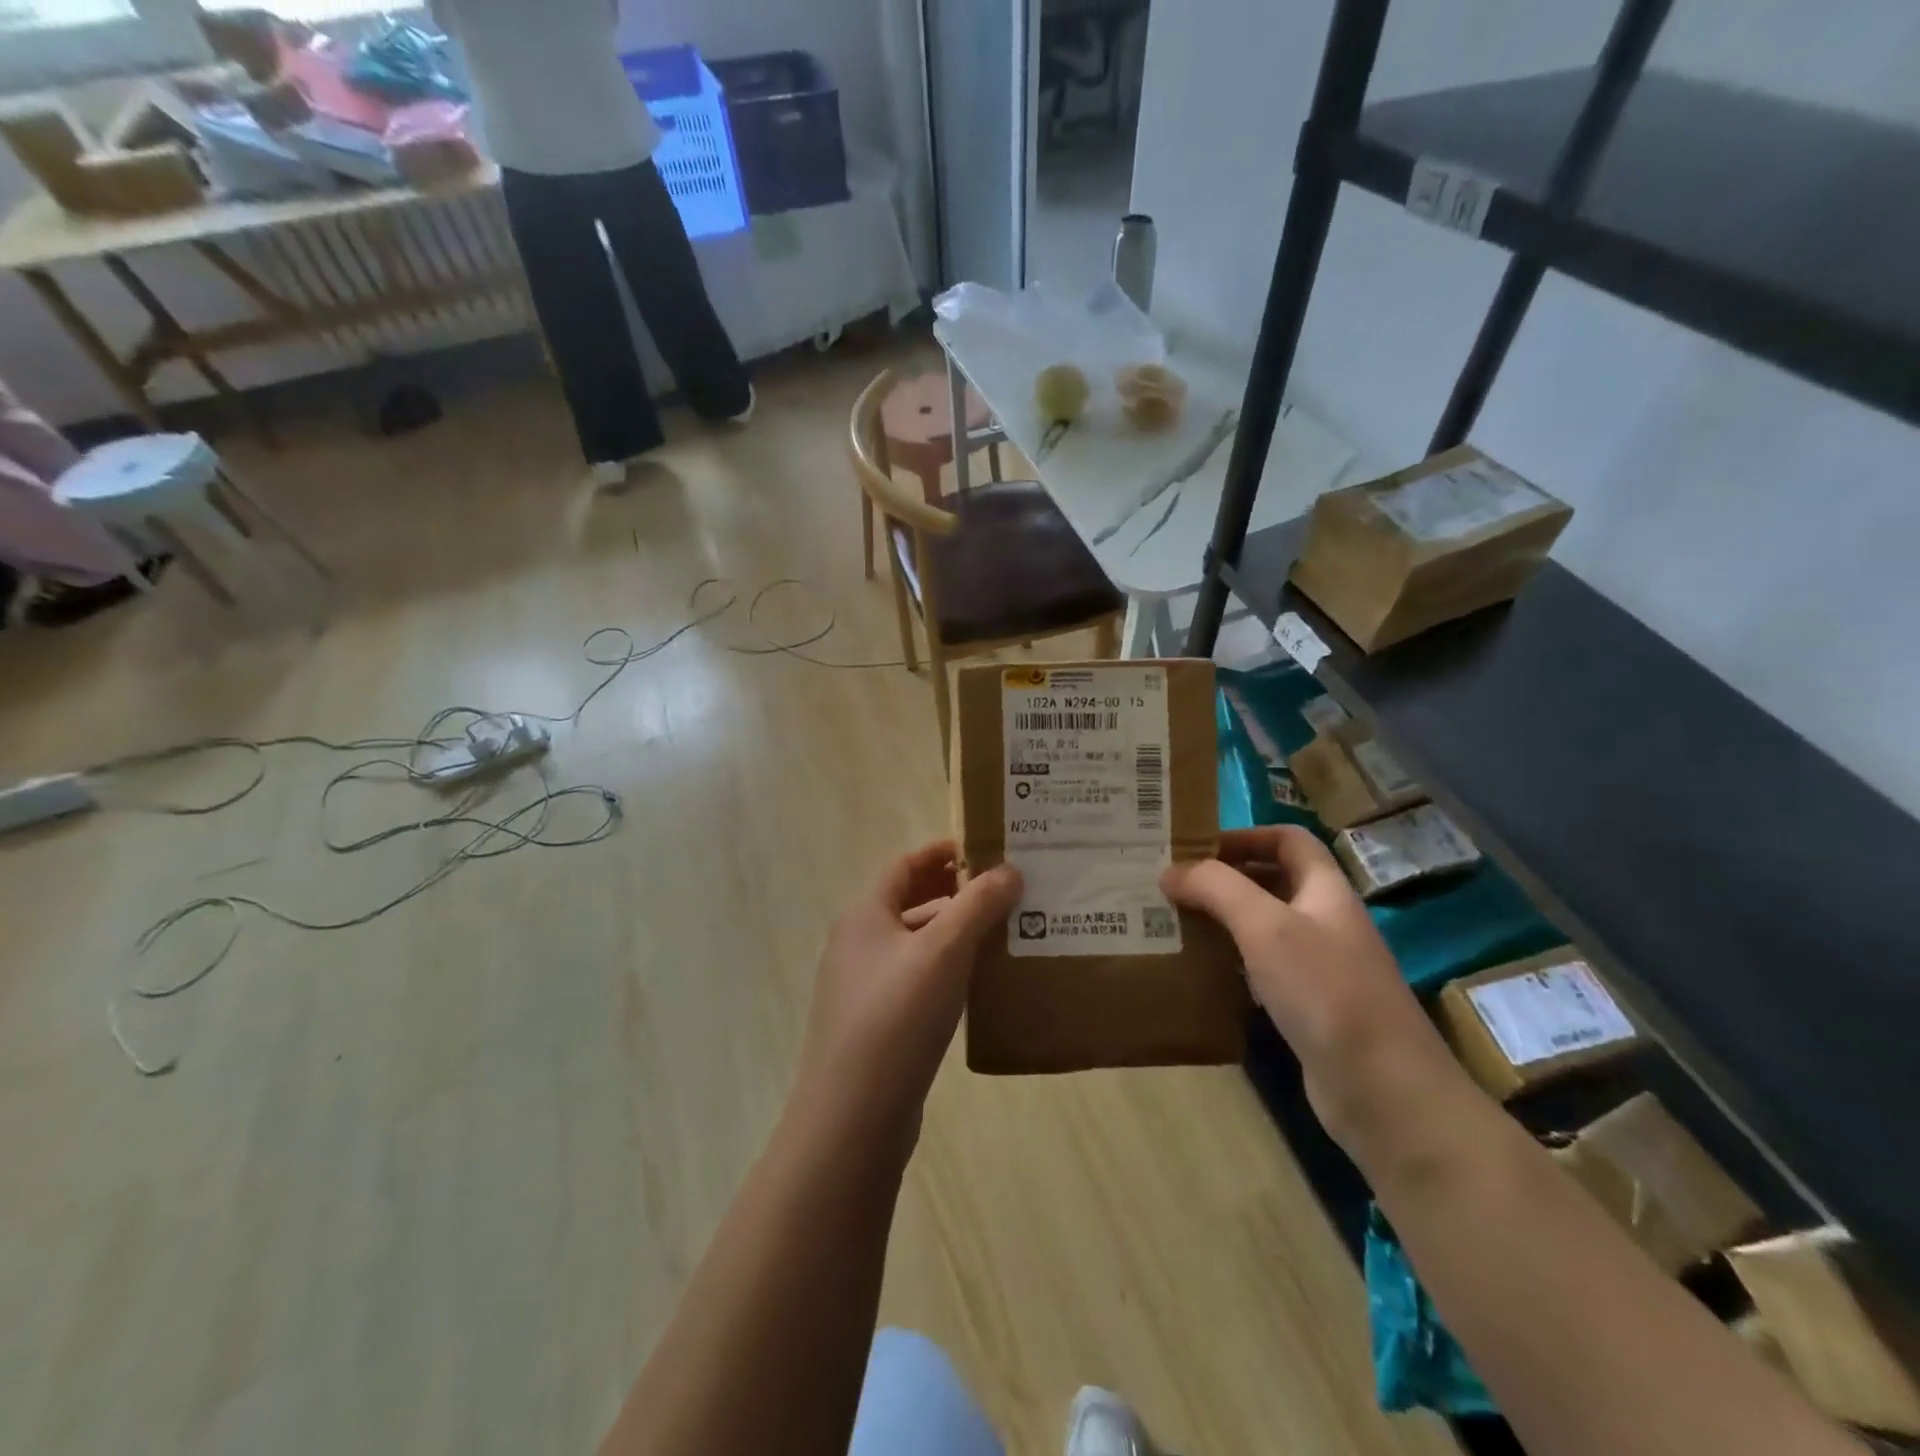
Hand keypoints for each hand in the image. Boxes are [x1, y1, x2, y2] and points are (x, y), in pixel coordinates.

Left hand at [794, 841, 1020, 1144]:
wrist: (852, 1115)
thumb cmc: (897, 1016)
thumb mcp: (943, 951)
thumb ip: (978, 905)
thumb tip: (1009, 870)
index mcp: (865, 914)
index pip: (905, 865)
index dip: (942, 853)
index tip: (984, 849)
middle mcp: (857, 942)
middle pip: (909, 901)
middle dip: (953, 891)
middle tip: (1002, 889)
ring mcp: (862, 985)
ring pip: (914, 942)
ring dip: (953, 931)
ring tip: (1001, 932)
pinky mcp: (875, 1022)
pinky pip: (914, 978)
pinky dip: (944, 968)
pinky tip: (976, 983)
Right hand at [1160, 826, 1469, 1155]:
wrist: (1384, 1091)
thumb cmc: (1326, 992)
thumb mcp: (1266, 926)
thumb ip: (1216, 889)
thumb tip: (1169, 871)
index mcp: (1325, 890)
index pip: (1287, 840)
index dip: (1245, 835)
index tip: (1195, 846)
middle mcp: (1324, 921)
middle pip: (1272, 881)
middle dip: (1223, 878)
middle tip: (1171, 885)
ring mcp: (1319, 968)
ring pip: (1263, 928)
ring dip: (1222, 921)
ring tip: (1173, 923)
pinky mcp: (1308, 1009)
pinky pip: (1262, 970)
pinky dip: (1230, 963)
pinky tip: (1200, 972)